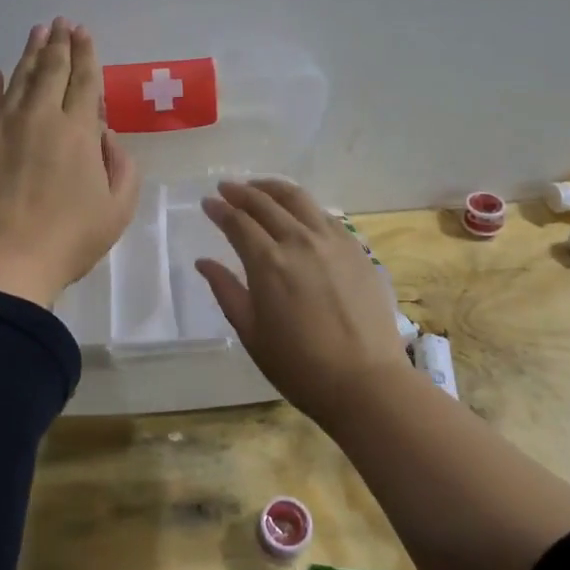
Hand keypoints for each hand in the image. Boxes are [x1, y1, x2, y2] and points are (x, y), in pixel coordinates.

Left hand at [0, 18, 140, 309]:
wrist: (3, 262)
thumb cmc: (69, 239)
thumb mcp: (118, 208)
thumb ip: (121, 165)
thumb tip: (104, 135)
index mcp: (78, 131)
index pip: (84, 81)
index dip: (86, 54)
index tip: (83, 32)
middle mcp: (39, 117)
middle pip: (51, 70)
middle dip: (59, 43)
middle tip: (61, 23)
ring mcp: (0, 126)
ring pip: (18, 79)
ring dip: (30, 54)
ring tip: (37, 33)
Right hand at [195, 178, 412, 421]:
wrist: (365, 381)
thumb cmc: (299, 365)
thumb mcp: (251, 332)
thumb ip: (226, 290)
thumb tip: (204, 262)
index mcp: (268, 262)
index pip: (238, 222)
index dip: (219, 209)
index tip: (208, 202)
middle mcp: (299, 240)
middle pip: (266, 202)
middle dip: (242, 191)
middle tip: (227, 188)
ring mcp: (332, 241)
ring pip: (299, 199)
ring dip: (273, 189)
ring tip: (260, 188)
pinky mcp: (357, 249)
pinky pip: (325, 215)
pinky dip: (304, 207)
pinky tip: (299, 213)